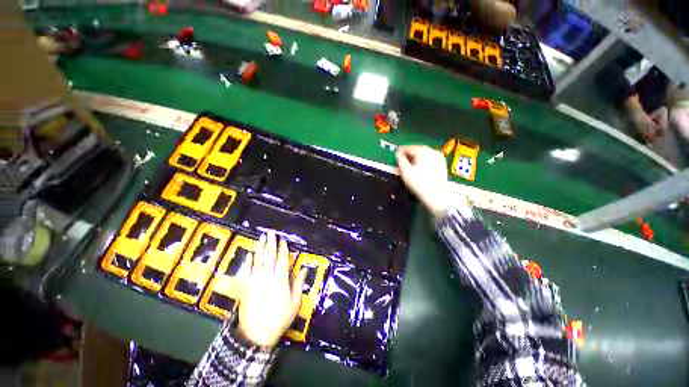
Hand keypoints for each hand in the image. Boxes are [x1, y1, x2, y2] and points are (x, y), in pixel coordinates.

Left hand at [237, 231, 306, 347]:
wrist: (256, 334)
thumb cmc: (279, 317)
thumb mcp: (294, 302)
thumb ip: (299, 283)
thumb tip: (305, 268)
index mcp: (280, 278)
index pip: (282, 259)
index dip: (283, 248)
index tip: (283, 240)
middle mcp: (267, 275)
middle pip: (269, 255)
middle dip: (271, 243)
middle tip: (270, 233)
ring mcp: (254, 280)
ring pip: (258, 259)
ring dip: (260, 247)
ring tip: (261, 237)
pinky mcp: (245, 286)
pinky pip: (245, 270)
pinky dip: (247, 261)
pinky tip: (249, 254)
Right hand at [396, 145, 450, 216]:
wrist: (436, 198)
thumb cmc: (419, 184)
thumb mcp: (406, 172)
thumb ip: (400, 161)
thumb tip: (397, 154)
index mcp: (424, 152)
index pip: (410, 147)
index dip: (401, 151)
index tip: (395, 154)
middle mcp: (433, 152)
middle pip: (418, 149)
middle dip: (409, 154)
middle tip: (401, 159)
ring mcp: (439, 158)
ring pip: (424, 154)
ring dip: (415, 157)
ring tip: (408, 164)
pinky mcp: (442, 165)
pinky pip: (429, 159)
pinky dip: (422, 161)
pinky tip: (418, 167)